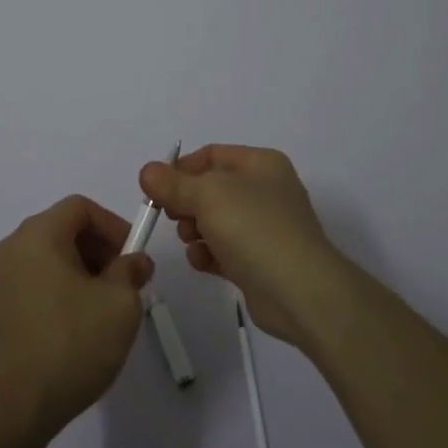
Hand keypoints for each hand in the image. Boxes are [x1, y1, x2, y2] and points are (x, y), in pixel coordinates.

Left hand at [0, 195, 154, 446]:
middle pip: (62, 229)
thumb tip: (134, 261)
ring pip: (48, 258)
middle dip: (99, 249)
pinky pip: (33, 283)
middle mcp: (11, 248)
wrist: (12, 410)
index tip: (132, 256)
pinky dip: (58, 291)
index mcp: (37, 235)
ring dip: (80, 272)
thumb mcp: (119, 305)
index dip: (112, 224)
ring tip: (103, 309)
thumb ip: (131, 272)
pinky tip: (75, 328)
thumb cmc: (70, 344)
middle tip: (124, 283)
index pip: (80, 207)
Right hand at [139, 144, 345, 344]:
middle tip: (171, 217)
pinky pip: (224, 249)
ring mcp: (265, 228)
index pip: (211, 155)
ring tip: (191, 241)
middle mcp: (265, 191)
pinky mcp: (260, 261)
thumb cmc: (255, 229)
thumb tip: (147, 171)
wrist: (300, 292)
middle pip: (211, 188)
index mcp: (261, 164)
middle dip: (186, 202)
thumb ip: (173, 184)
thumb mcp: (208, 195)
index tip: (156, 189)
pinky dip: (209, 254)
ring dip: (194, 230)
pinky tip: (202, 262)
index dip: (181, 168)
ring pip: (215, 220)